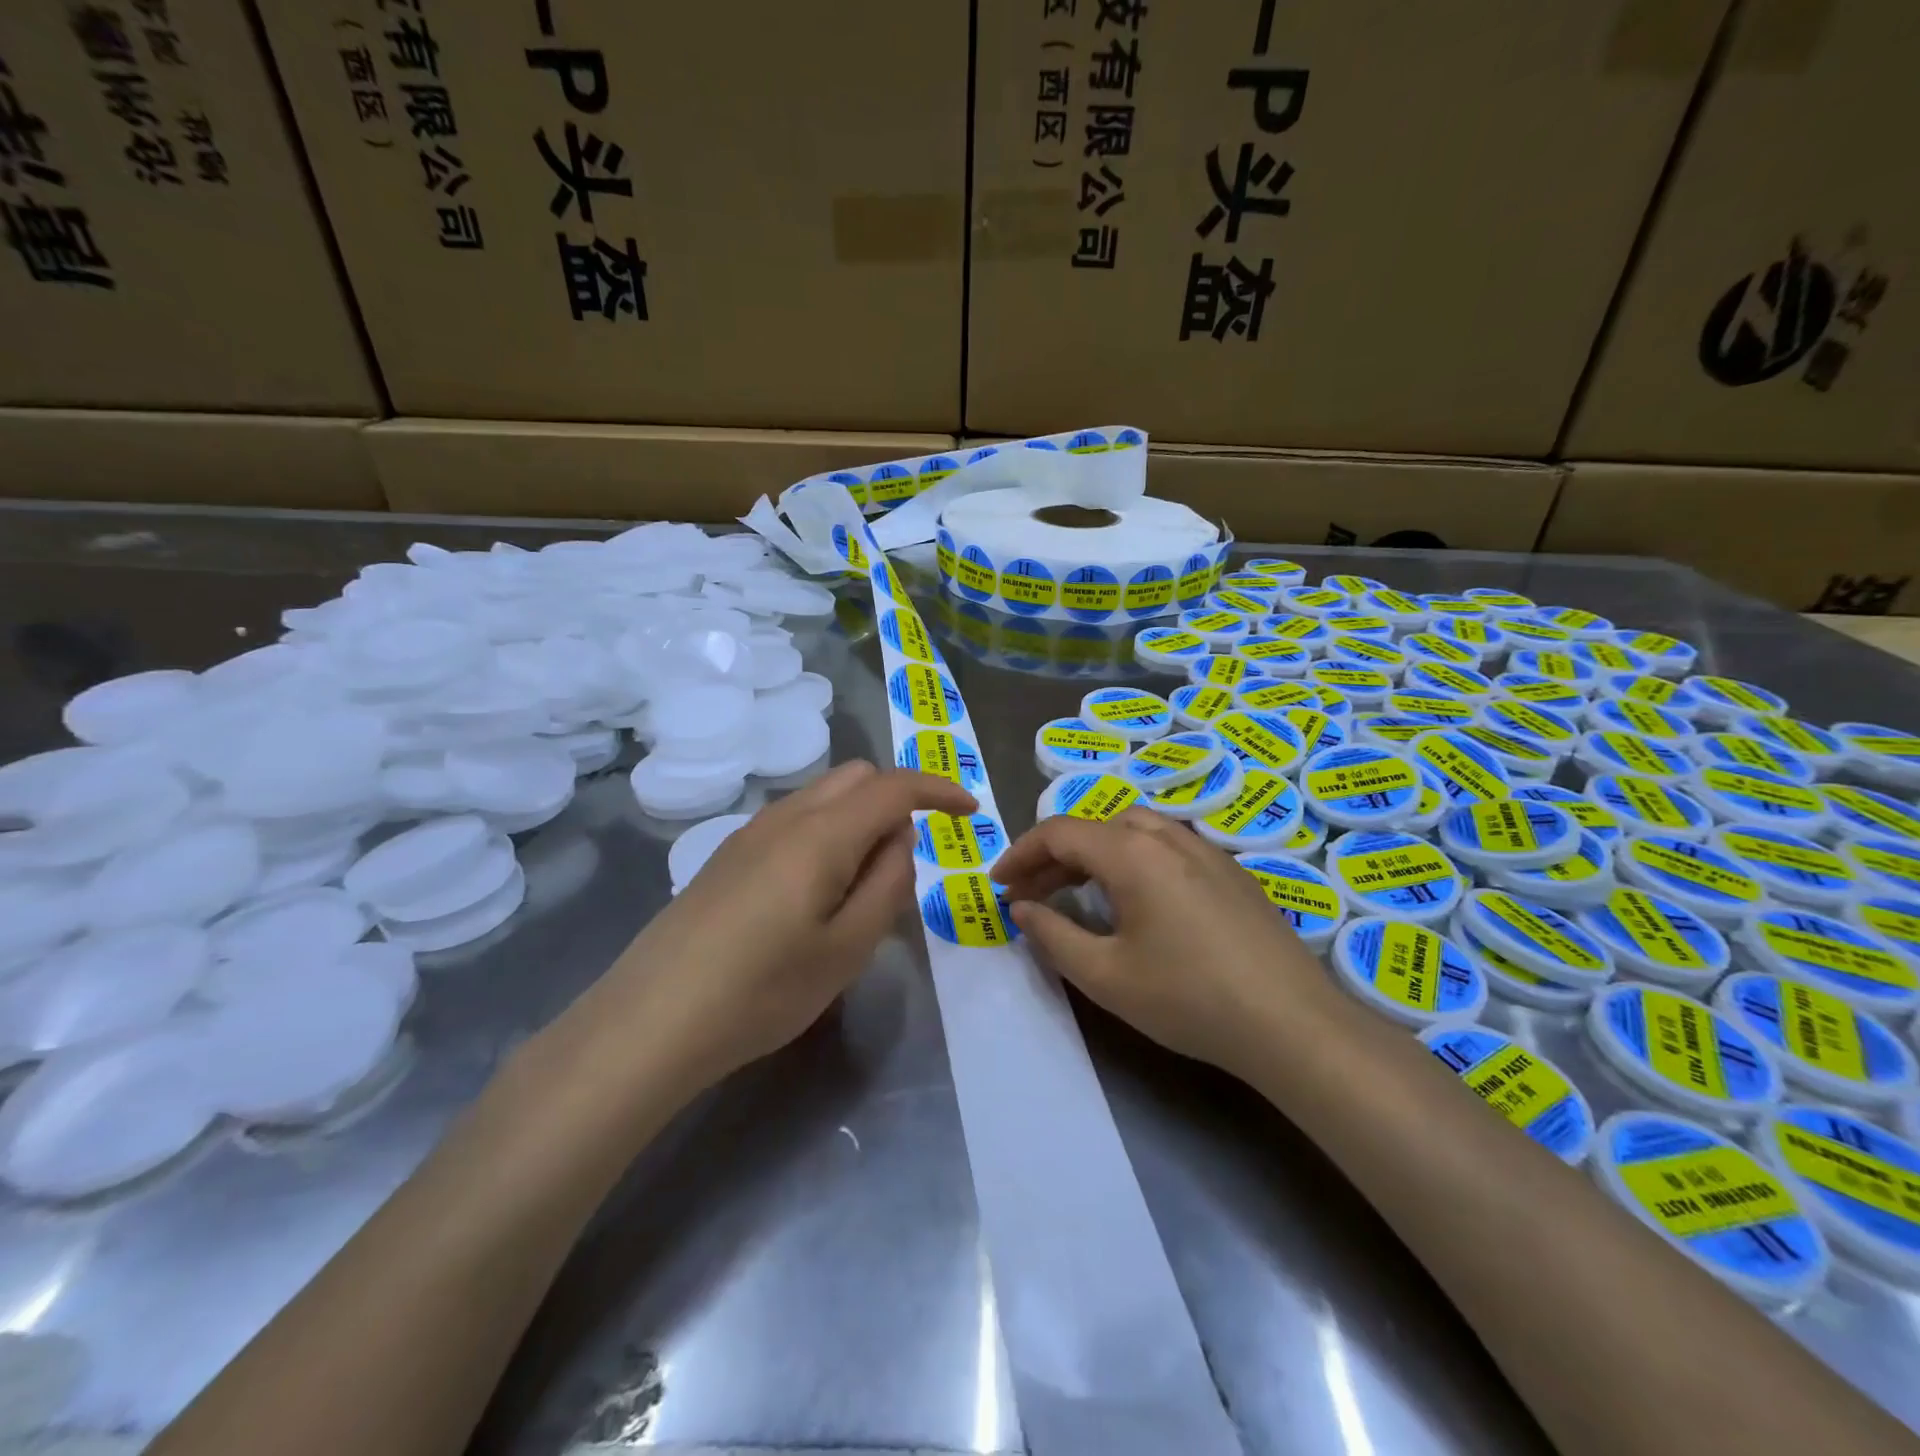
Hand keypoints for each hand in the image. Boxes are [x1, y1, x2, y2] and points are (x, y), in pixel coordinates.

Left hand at [608, 761, 975, 1086]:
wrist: (651, 1020)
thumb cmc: (762, 990)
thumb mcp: (848, 948)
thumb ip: (888, 882)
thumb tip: (900, 838)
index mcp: (822, 833)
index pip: (894, 786)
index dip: (939, 790)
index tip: (969, 813)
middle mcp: (786, 816)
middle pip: (857, 776)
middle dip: (897, 800)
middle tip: (908, 861)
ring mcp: (750, 832)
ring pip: (823, 795)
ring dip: (859, 818)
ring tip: (862, 886)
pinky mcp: (728, 855)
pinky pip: (795, 820)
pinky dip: (827, 832)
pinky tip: (816, 892)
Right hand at [994, 808, 1339, 1081]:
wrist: (1292, 1024)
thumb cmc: (1188, 998)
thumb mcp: (1104, 975)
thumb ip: (1052, 934)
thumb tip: (1021, 907)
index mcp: (1132, 853)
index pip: (1059, 832)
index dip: (1021, 854)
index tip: (998, 885)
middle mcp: (1169, 837)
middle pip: (1097, 826)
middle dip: (1055, 855)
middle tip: (1032, 894)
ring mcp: (1207, 851)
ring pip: (1136, 830)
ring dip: (1096, 852)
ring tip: (1079, 891)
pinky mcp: (1233, 873)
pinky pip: (1169, 847)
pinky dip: (1134, 859)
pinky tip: (1138, 902)